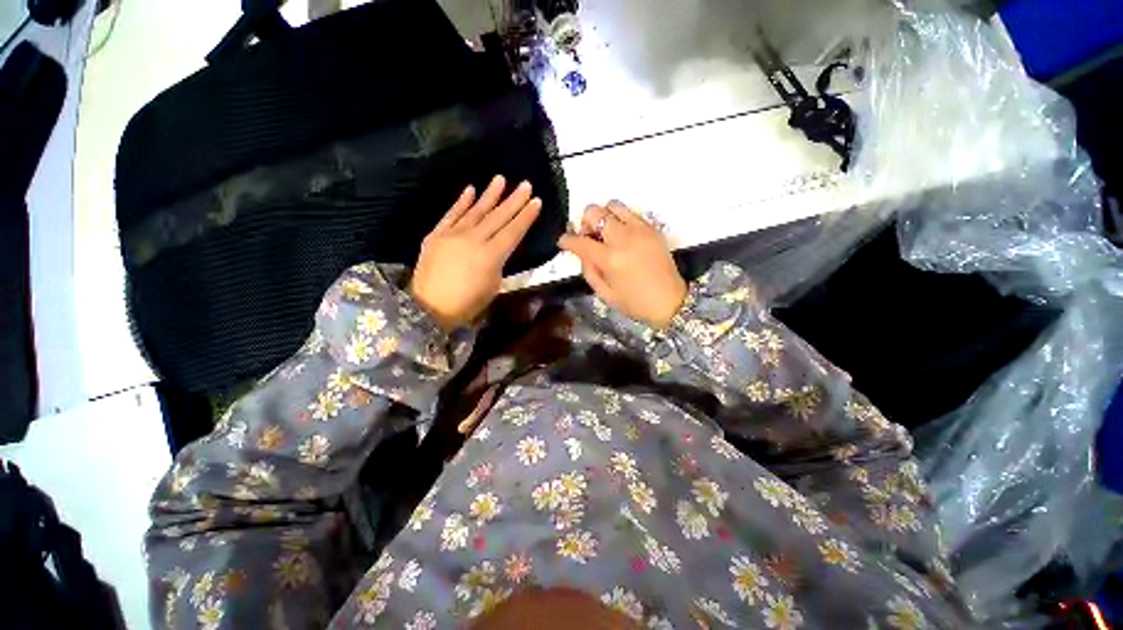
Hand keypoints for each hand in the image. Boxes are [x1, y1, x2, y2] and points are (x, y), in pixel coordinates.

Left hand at [410, 176, 541, 330]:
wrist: (429, 307)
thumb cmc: (467, 303)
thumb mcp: (493, 285)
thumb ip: (499, 263)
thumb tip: (500, 248)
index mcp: (491, 256)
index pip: (513, 231)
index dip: (526, 216)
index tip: (536, 201)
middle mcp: (474, 240)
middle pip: (498, 217)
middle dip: (514, 200)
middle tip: (526, 184)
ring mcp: (453, 234)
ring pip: (476, 210)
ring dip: (490, 194)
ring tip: (501, 179)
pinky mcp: (436, 234)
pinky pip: (451, 214)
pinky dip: (461, 202)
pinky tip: (471, 189)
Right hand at [558, 201, 686, 329]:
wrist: (670, 301)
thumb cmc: (634, 302)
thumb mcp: (604, 293)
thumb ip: (588, 270)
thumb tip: (581, 252)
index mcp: (610, 259)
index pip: (579, 241)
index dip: (566, 240)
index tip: (564, 242)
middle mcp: (623, 239)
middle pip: (594, 212)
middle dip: (584, 223)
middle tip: (589, 237)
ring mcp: (640, 230)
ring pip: (613, 205)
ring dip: (603, 216)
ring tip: (605, 232)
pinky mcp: (652, 228)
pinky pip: (630, 212)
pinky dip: (620, 219)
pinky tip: (622, 235)